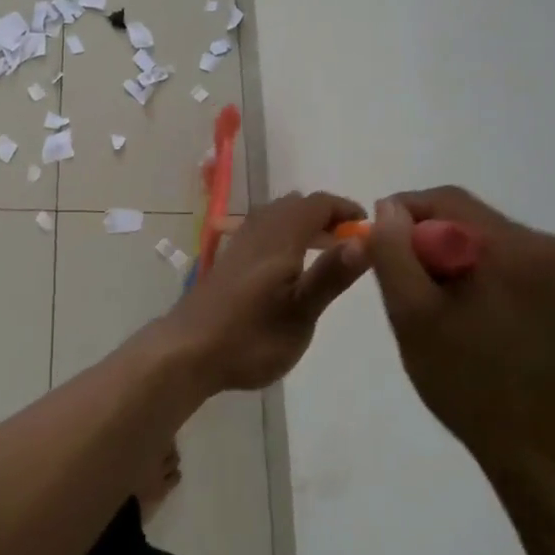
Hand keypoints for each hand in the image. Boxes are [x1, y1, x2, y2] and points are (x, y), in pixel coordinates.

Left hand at [160, 192, 369, 391]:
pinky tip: (288, 266)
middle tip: (348, 242)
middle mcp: (257, 232)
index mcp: (279, 239)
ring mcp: (238, 245)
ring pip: (275, 216)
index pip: (316, 204)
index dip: (344, 208)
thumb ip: (331, 275)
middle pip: (295, 205)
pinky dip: (284, 234)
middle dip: (325, 215)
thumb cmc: (251, 337)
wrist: (187, 351)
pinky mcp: (228, 261)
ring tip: (324, 251)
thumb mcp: (301, 313)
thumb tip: (366, 240)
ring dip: (303, 223)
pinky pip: (262, 230)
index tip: (366, 226)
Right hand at [367, 188, 554, 482]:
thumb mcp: (413, 317)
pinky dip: (487, 275)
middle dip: (433, 244)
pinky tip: (478, 316)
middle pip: (471, 220)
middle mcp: (554, 246)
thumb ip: (393, 252)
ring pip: (491, 240)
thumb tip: (388, 207)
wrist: (546, 454)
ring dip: (460, 260)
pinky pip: (515, 261)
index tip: (383, 248)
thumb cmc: (471, 385)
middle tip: (411, 289)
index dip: (405, 215)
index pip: (446, 201)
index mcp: (517, 248)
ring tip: (445, 309)